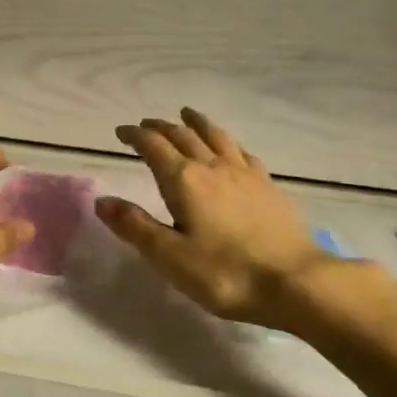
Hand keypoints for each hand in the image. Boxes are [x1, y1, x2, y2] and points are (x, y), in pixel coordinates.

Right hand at [95, 108, 334, 332]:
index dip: (134, 136)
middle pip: (182, 135)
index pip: (153, 146)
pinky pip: (242, 152)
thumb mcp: (170, 257)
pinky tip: (230, 148)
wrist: (295, 281)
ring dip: (196, 122)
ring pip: (215, 136)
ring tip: (187, 114)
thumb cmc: (225, 274)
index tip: (121, 132)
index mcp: (184, 180)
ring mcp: (244, 173)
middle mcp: (212, 166)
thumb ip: (135, 226)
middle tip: (146, 125)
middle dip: (160, 127)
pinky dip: (227, 142)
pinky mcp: (268, 185)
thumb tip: (101, 200)